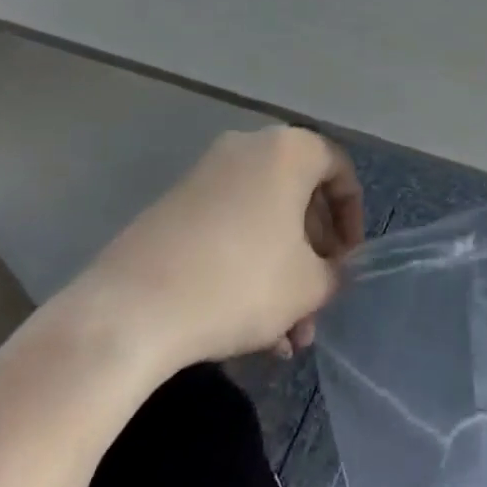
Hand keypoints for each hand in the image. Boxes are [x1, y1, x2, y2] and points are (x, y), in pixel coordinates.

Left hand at [58, 128, 363, 377]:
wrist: (133, 308)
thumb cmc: (241, 282)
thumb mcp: (308, 286)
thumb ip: (335, 273)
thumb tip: (332, 270)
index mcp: (289, 151)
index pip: (339, 170)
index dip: (353, 218)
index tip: (348, 262)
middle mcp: (249, 148)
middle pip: (298, 197)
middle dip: (313, 256)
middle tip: (316, 304)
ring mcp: (207, 174)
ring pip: (263, 219)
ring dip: (281, 272)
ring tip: (285, 338)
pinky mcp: (175, 204)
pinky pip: (229, 227)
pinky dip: (246, 266)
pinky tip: (248, 329)